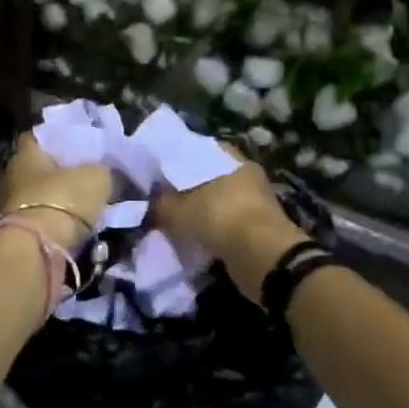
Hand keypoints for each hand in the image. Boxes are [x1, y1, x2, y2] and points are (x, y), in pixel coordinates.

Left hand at [0, 133, 112, 249]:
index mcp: (25, 154)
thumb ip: (103, 171)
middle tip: (85, 182)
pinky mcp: (9, 237)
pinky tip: (70, 234)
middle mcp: (9, 177)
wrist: (33, 251)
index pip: (39, 137)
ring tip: (82, 212)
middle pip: (37, 171)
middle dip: (58, 177)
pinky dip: (50, 229)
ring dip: (54, 205)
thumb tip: (108, 174)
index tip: (80, 147)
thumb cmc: (61, 200)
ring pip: (35, 200)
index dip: (60, 139)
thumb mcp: (96, 179)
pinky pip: (34, 226)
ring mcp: (4, 209)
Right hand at [151, 144, 309, 302]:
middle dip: (187, 190)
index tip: (157, 173)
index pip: (198, 151)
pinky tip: (193, 238)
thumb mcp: (178, 210)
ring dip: (201, 213)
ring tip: (175, 221)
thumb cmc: (219, 218)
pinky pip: (227, 224)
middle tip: (162, 199)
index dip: (176, 161)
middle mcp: (246, 175)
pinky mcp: (258, 228)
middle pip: (209, 178)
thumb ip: (159, 204)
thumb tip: (146, 204)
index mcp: (231, 158)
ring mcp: (256, 202)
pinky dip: (212, 231)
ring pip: (218, 203)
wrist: (262, 257)